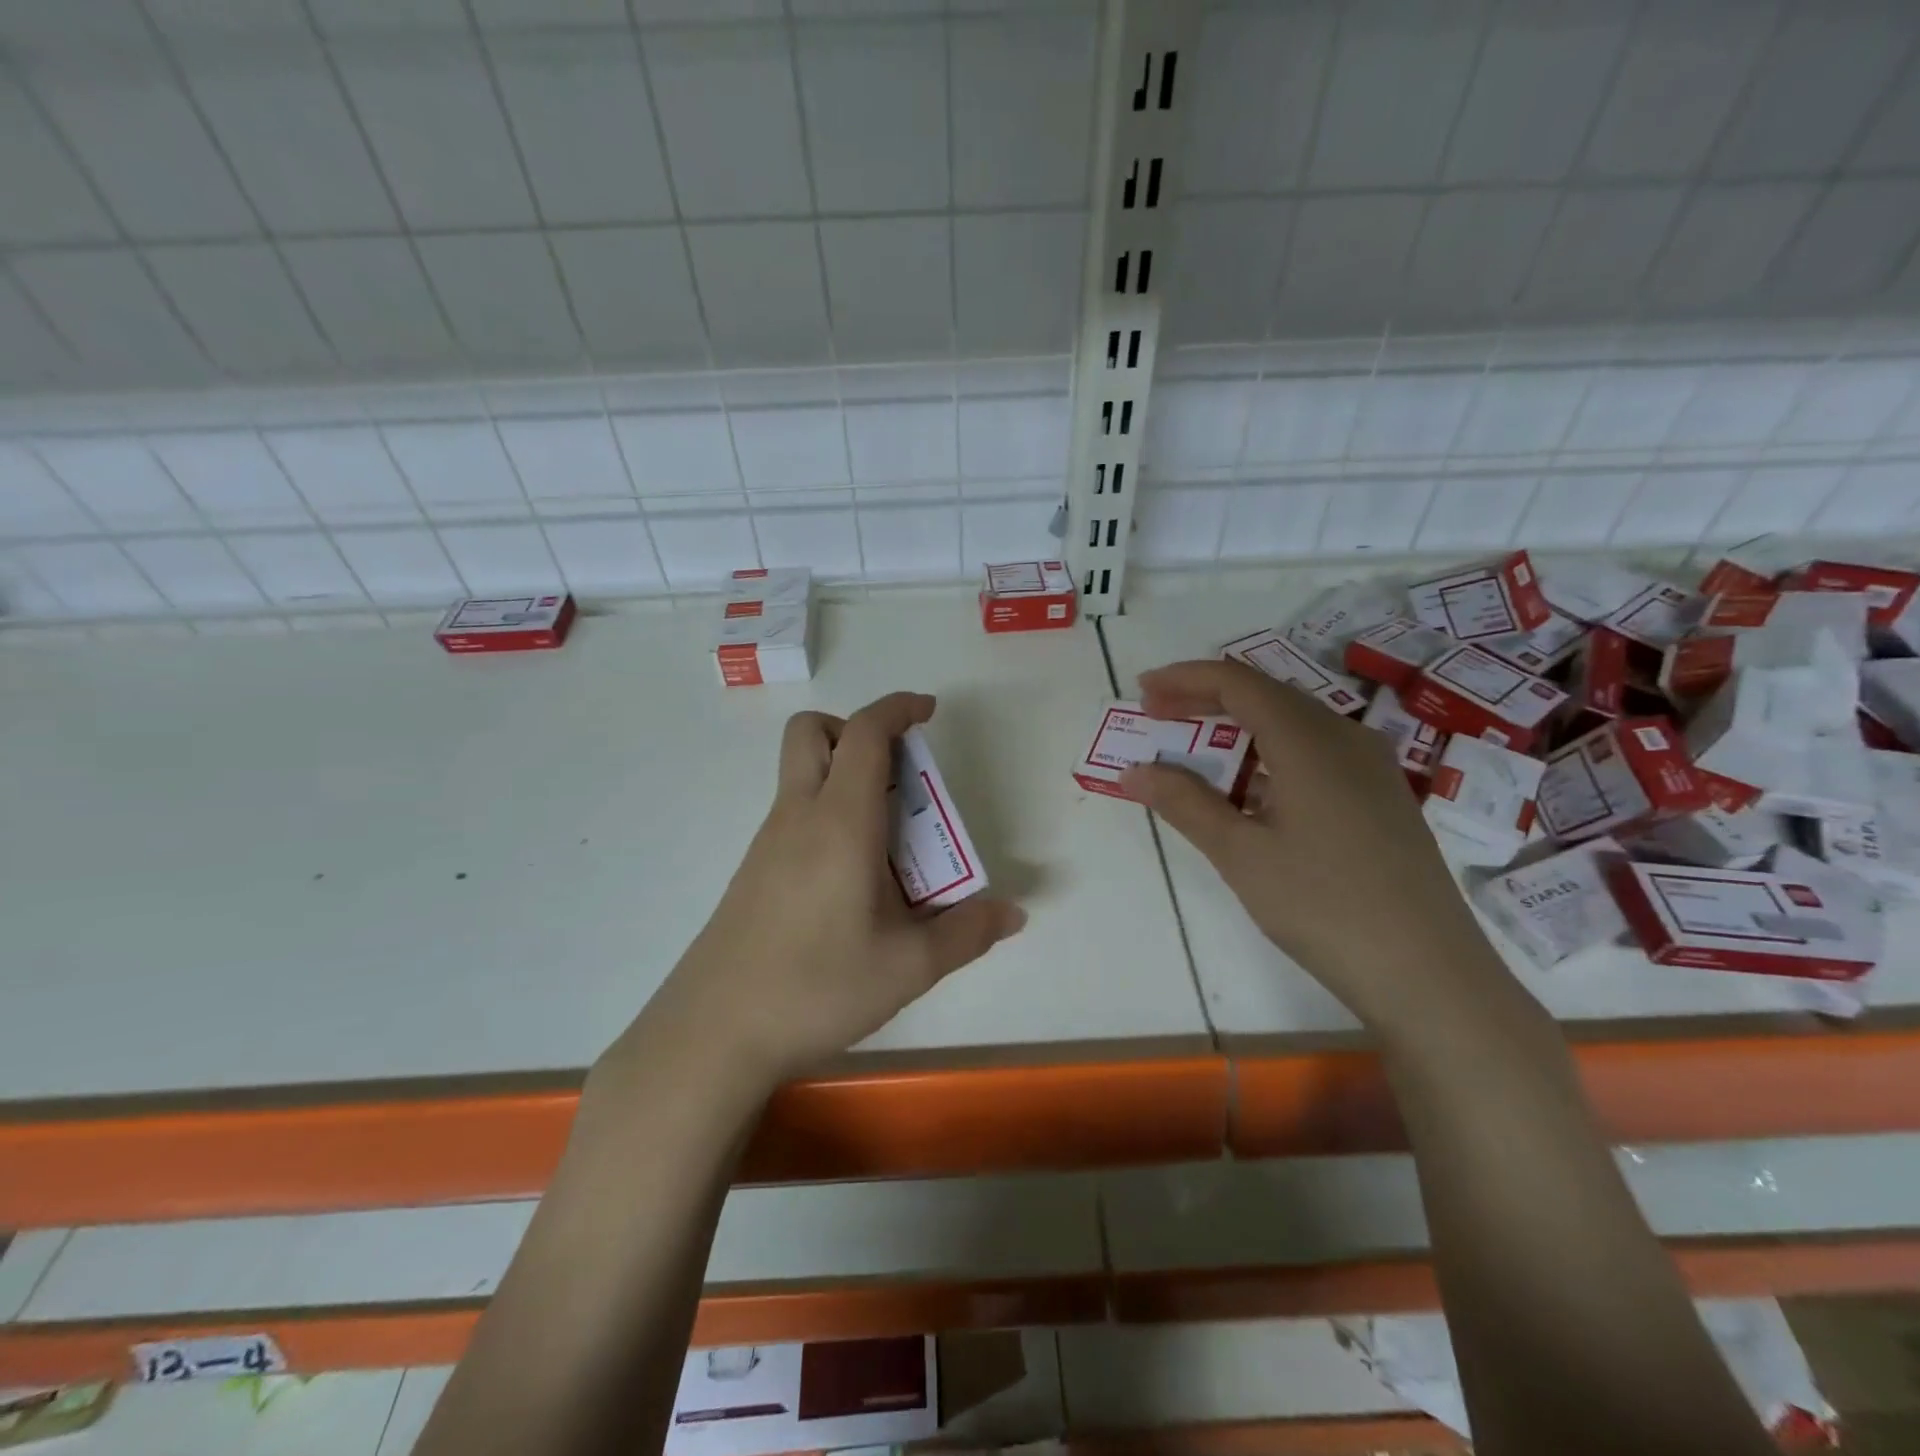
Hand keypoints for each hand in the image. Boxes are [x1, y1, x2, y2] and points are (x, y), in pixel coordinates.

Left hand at [623, 692, 1025, 1089]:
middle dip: (858, 731)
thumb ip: (967, 933)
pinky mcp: (753, 871)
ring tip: (891, 844)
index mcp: (840, 821)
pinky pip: (795, 815)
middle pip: (813, 732)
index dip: (897, 708)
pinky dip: (828, 815)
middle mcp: (798, 816)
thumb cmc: (817, 987)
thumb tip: (1013, 914)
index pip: (864, 733)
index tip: (928, 712)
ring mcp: (768, 842)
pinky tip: (852, 881)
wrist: (714, 1032)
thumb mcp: (908, 966)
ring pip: (802, 774)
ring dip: (846, 778)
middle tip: (899, 776)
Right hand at [1120, 660, 1513, 1035]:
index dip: (1184, 679)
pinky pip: (1315, 752)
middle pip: (1266, 695)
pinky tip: (1251, 790)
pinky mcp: (1381, 797)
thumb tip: (1132, 772)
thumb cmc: (1323, 906)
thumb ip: (1184, 803)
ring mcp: (1371, 767)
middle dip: (1206, 699)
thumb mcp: (1240, 854)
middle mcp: (1345, 737)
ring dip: (1238, 727)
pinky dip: (1269, 754)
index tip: (1141, 692)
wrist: (1428, 973)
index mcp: (1308, 740)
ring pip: (1293, 723)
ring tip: (1195, 751)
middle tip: (1157, 715)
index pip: (1237, 683)